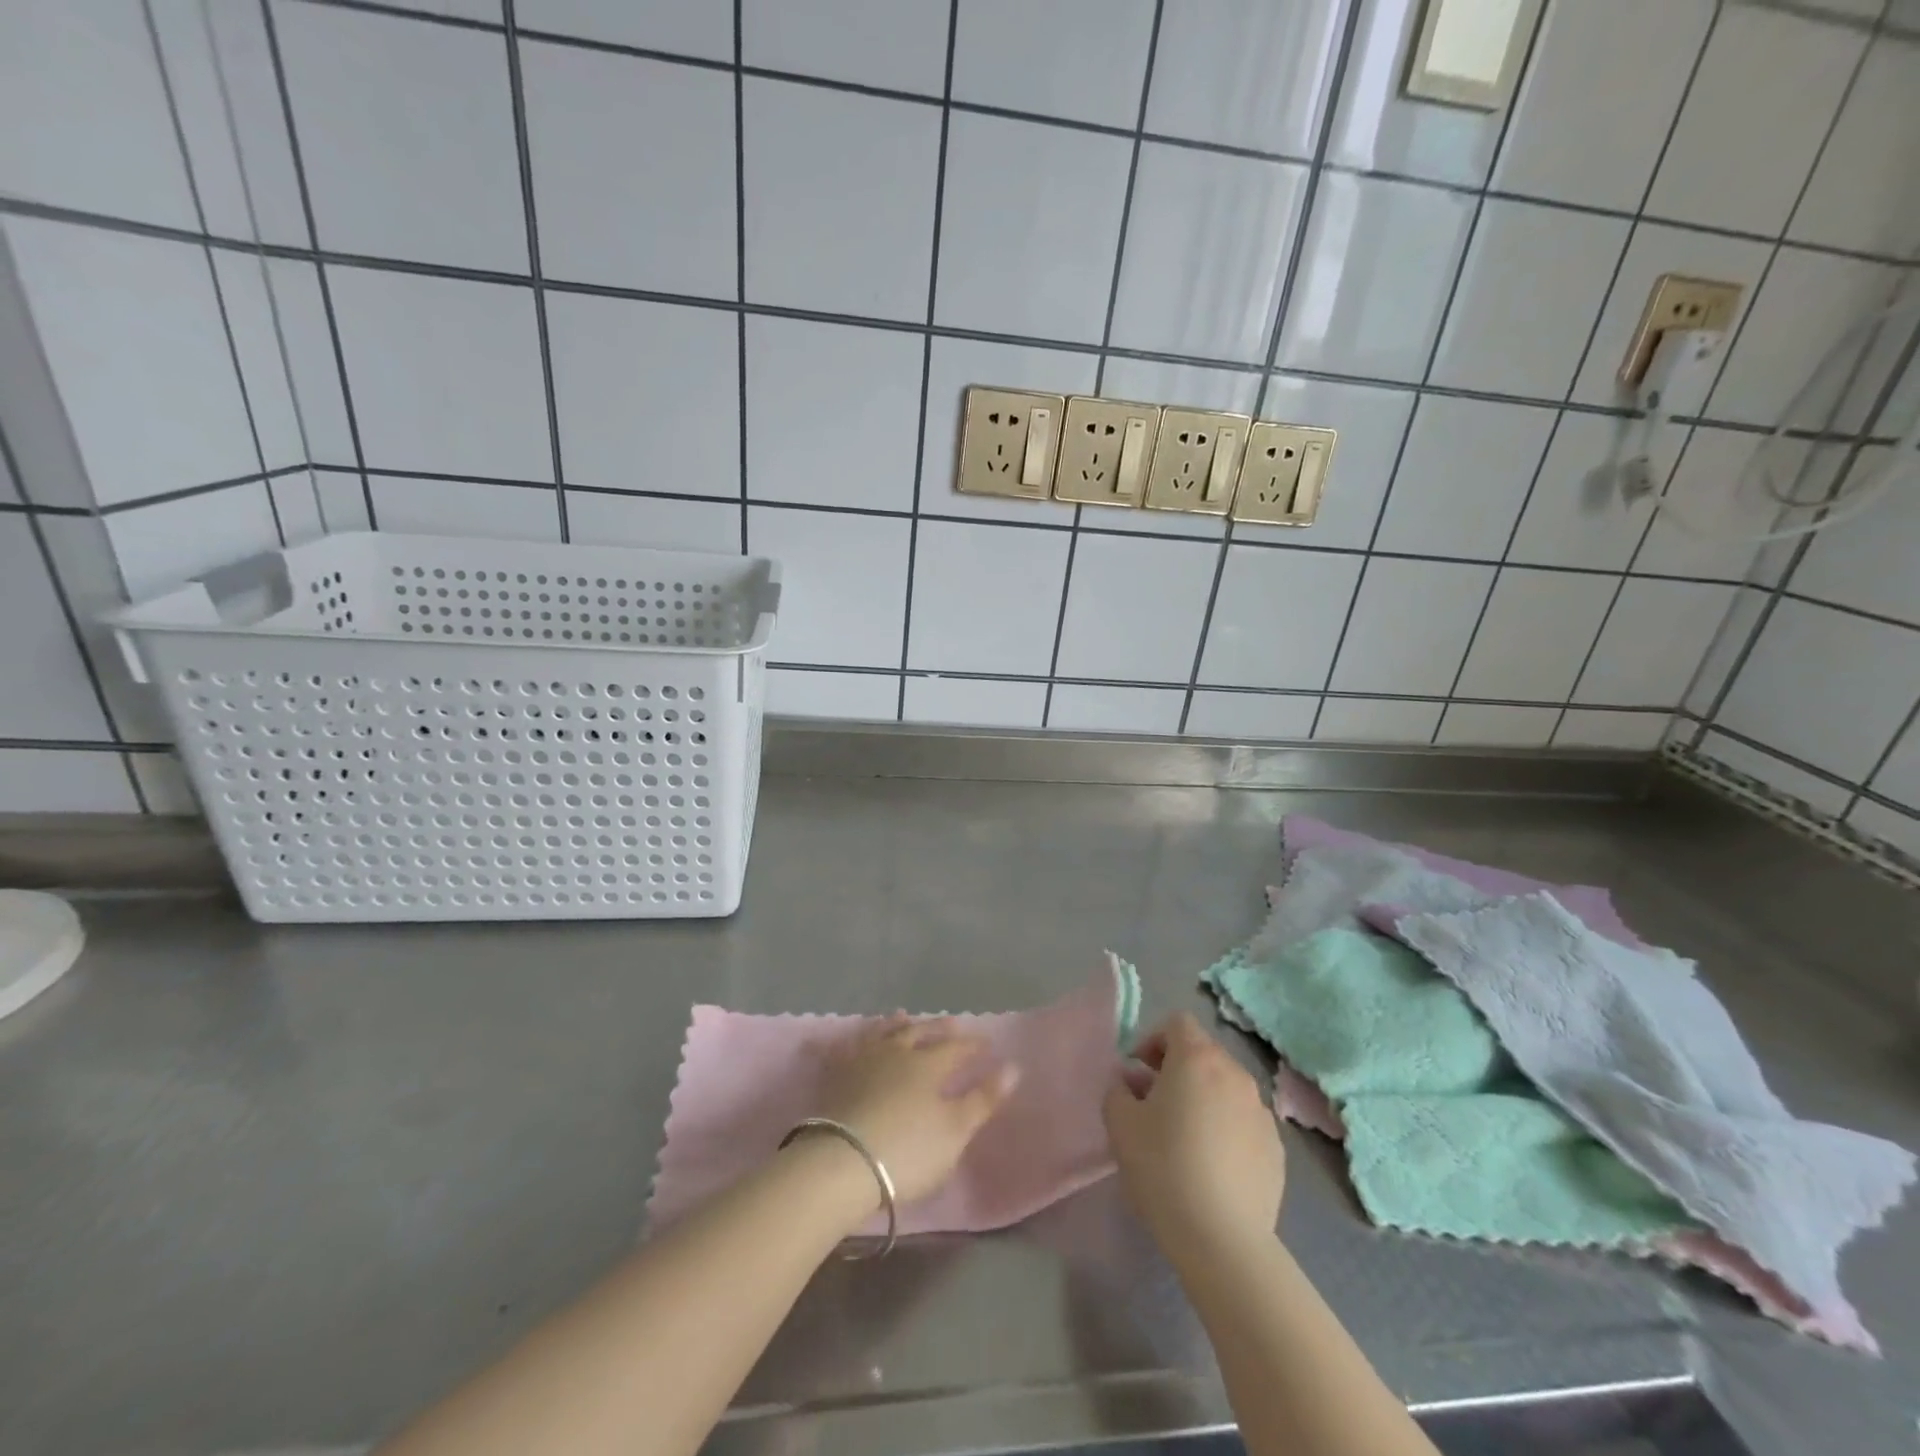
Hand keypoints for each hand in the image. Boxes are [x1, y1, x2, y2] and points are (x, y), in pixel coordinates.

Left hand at [807, 1016, 1018, 1208]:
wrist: (842, 1162)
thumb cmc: (908, 1150)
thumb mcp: (955, 1130)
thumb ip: (983, 1099)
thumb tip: (1013, 1067)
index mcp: (928, 1064)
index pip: (955, 1047)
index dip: (972, 1045)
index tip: (985, 1043)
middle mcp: (895, 1052)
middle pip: (919, 1032)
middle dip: (937, 1027)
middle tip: (951, 1022)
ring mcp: (861, 1060)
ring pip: (881, 1033)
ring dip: (896, 1024)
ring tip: (903, 1016)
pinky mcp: (833, 1076)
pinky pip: (840, 1049)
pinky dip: (847, 1040)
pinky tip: (847, 1039)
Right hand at [1103, 1012, 1285, 1257]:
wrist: (1222, 1239)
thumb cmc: (1162, 1168)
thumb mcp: (1119, 1123)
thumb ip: (1118, 1089)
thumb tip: (1131, 1083)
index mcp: (1197, 1059)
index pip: (1178, 1022)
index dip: (1154, 1039)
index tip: (1140, 1072)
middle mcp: (1235, 1074)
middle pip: (1204, 1053)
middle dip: (1177, 1068)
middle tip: (1156, 1104)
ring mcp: (1262, 1112)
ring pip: (1226, 1088)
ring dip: (1204, 1098)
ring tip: (1186, 1138)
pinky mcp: (1277, 1149)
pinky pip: (1244, 1122)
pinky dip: (1227, 1129)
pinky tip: (1212, 1167)